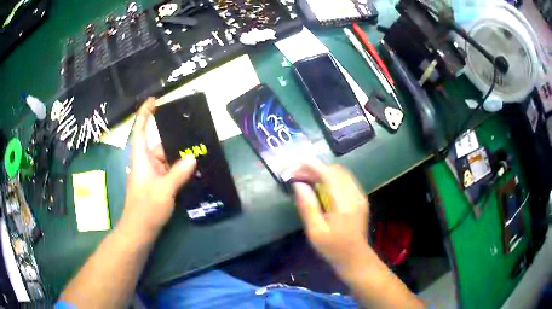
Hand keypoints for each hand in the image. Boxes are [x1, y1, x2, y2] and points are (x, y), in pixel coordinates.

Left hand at [120, 98, 195, 238]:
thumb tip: (193, 157)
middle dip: (172, 136)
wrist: (140, 230)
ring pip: (165, 157)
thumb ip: (179, 173)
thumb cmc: (147, 208)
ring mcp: (151, 174)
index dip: (145, 113)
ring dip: (178, 154)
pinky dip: (178, 167)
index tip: (154, 100)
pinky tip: (191, 167)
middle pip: (157, 143)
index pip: (141, 130)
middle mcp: (145, 162)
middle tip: (191, 129)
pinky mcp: (156, 184)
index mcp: (141, 158)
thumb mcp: (164, 190)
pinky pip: (168, 169)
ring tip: (196, 147)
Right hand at [292, 163, 370, 272]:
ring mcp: (360, 196)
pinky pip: (345, 180)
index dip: (310, 167)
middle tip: (297, 175)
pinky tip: (320, 187)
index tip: (293, 168)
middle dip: (315, 168)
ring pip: (341, 173)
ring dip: (323, 172)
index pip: (328, 174)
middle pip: (335, 170)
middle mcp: (355, 194)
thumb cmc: (334, 249)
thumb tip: (298, 184)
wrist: (356, 259)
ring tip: (306, 179)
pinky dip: (331, 178)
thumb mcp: (316, 232)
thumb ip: (308, 206)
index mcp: (344, 203)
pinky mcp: (360, 199)